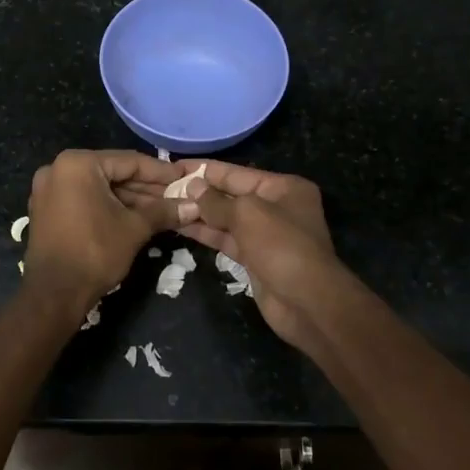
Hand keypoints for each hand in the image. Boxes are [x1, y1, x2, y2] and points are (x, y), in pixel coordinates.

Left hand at [24, 150, 182, 306]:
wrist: (54, 294)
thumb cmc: (95, 252)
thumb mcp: (134, 228)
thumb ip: (163, 212)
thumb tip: (194, 207)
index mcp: (78, 164)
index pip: (128, 161)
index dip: (160, 172)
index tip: (183, 178)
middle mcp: (58, 169)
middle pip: (112, 173)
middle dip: (146, 188)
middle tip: (176, 196)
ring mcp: (49, 190)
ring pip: (99, 188)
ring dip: (129, 199)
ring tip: (163, 209)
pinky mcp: (47, 210)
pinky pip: (84, 199)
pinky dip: (108, 206)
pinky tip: (135, 216)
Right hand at [177, 162, 344, 356]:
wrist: (306, 301)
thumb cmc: (281, 246)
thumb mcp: (247, 214)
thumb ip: (217, 201)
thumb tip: (192, 188)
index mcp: (283, 188)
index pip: (237, 173)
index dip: (206, 170)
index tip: (175, 167)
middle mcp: (276, 207)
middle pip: (231, 195)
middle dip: (200, 193)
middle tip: (163, 188)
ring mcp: (266, 235)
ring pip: (227, 219)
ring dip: (199, 214)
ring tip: (166, 205)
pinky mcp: (255, 259)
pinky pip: (227, 240)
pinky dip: (206, 233)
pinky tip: (180, 226)